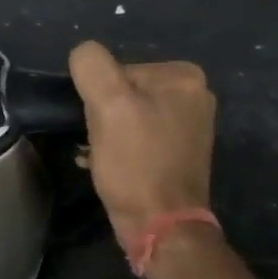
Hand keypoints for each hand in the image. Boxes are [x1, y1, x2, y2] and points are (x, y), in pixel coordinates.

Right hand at [68, 41, 216, 244]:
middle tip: (98, 143)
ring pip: (127, 117)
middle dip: (102, 117)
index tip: (98, 125)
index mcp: (184, 76)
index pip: (118, 70)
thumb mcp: (108, 106)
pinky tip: (108, 167)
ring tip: (101, 158)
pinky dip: (119, 149)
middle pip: (124, 93)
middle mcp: (195, 96)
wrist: (161, 225)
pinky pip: (139, 138)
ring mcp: (190, 127)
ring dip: (106, 135)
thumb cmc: (136, 164)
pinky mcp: (179, 154)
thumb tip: (82, 54)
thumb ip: (92, 67)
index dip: (98, 97)